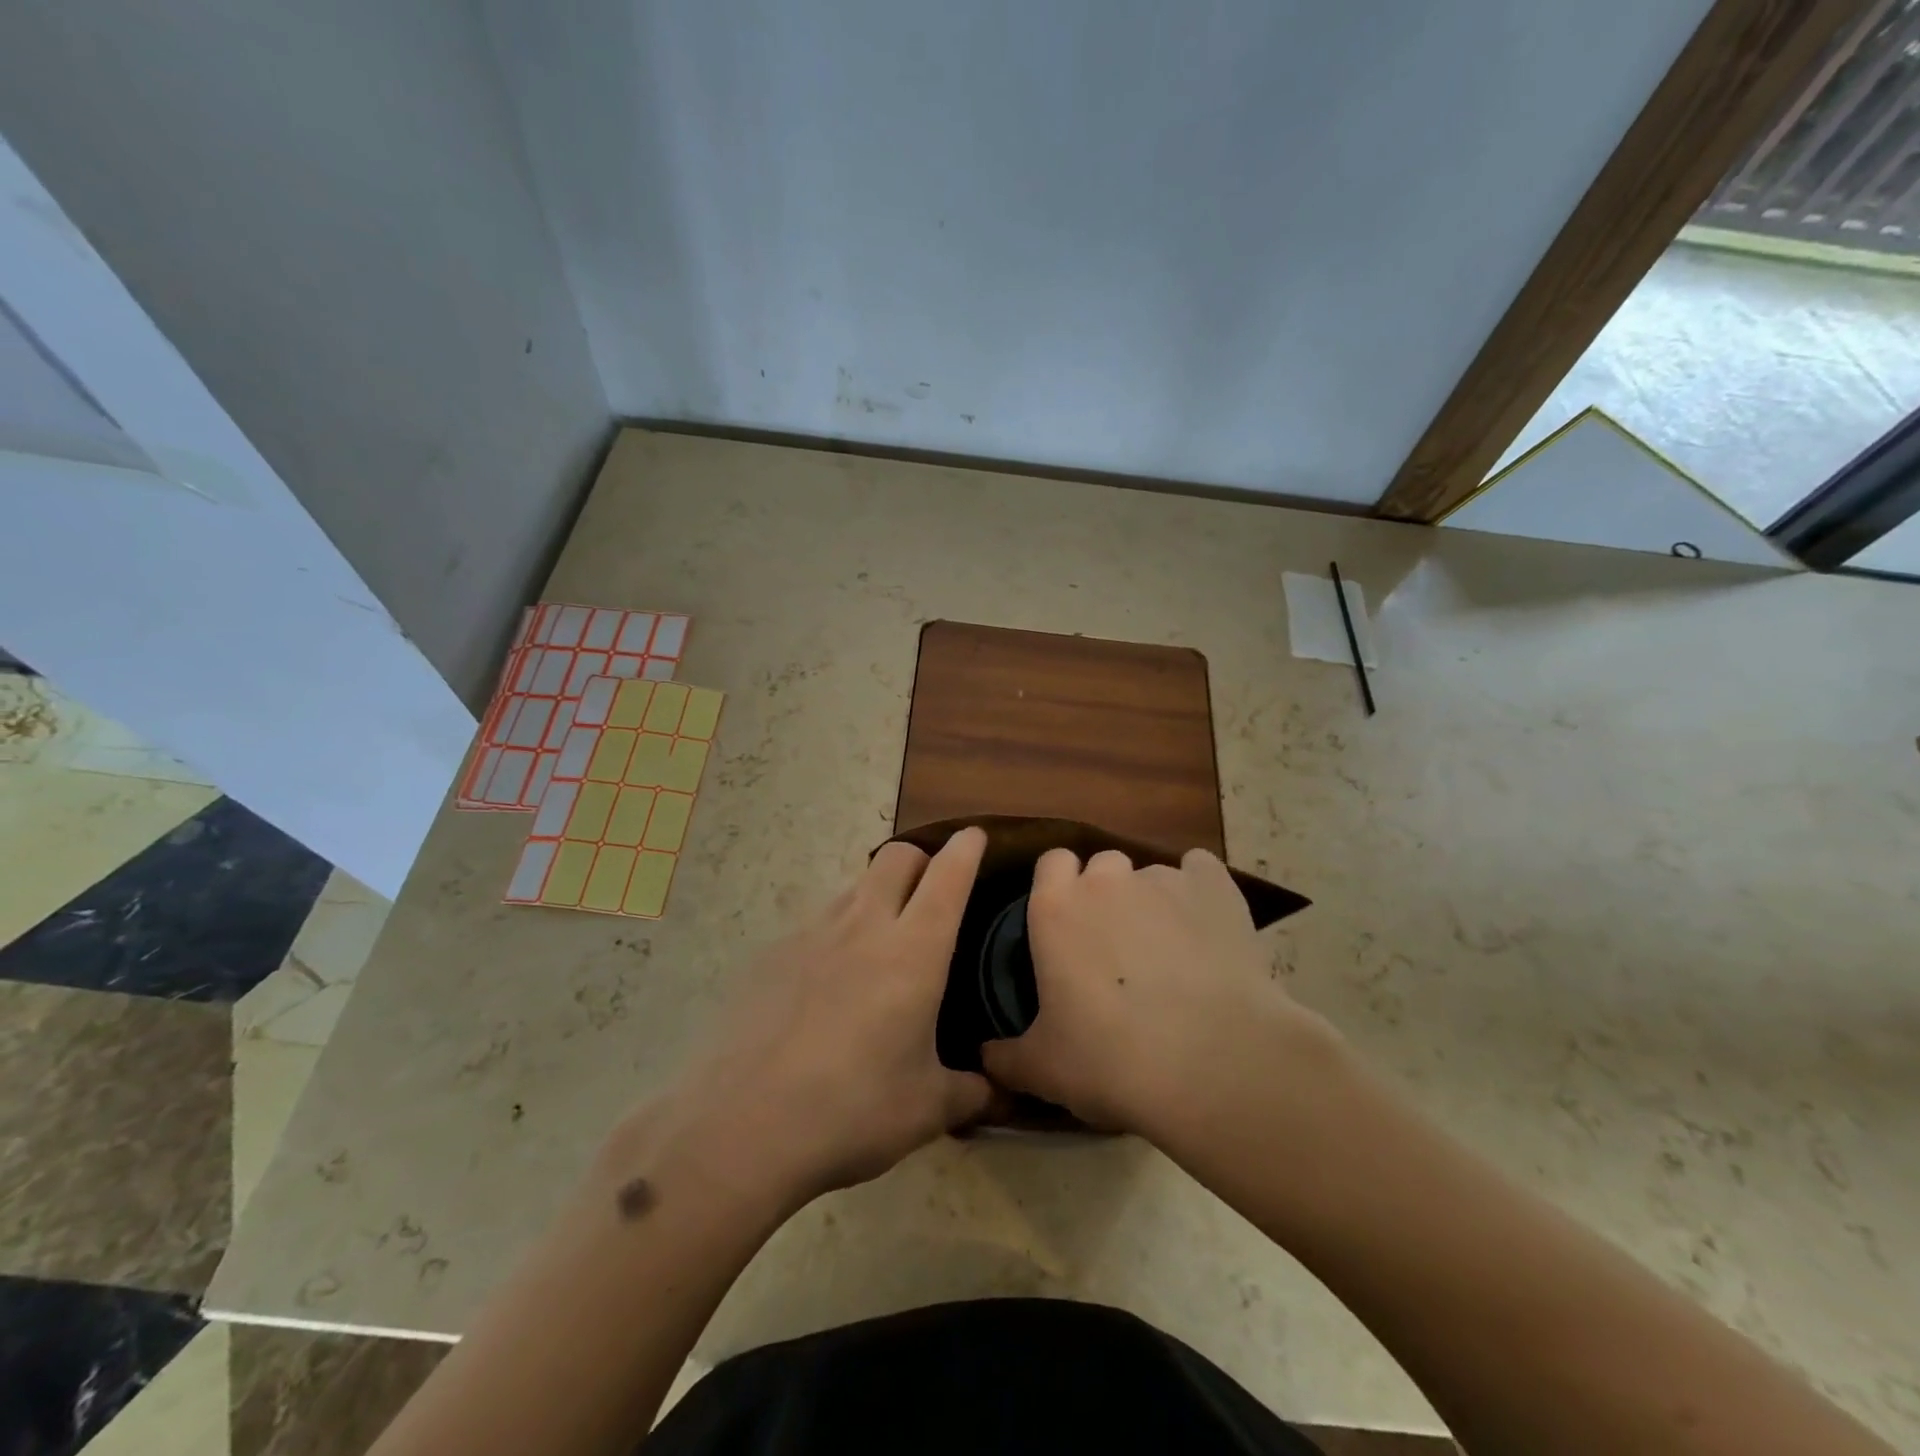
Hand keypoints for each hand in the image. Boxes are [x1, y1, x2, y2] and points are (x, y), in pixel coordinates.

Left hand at [634, 828, 992, 1208]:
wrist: (741, 1125)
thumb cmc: (852, 1110)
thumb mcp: (926, 1110)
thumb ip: (971, 1093)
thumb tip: (996, 1093)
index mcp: (913, 950)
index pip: (948, 875)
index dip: (967, 848)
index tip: (976, 837)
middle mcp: (864, 926)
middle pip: (898, 856)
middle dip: (922, 859)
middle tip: (933, 894)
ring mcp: (812, 934)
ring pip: (856, 885)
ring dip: (879, 894)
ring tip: (883, 941)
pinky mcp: (773, 953)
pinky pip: (818, 923)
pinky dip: (838, 933)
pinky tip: (831, 983)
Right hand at [982, 846, 1329, 1139]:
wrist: (1211, 1065)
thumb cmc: (1111, 1061)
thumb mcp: (1044, 1070)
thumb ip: (1007, 1056)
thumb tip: (986, 1056)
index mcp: (1055, 908)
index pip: (1050, 863)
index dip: (1059, 886)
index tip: (1068, 923)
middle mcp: (1106, 880)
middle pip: (1102, 865)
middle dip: (1106, 893)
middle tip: (1117, 944)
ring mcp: (1163, 879)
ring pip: (1151, 874)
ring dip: (1153, 901)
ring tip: (1171, 951)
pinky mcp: (1215, 887)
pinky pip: (1201, 870)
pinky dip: (1200, 892)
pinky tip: (1208, 927)